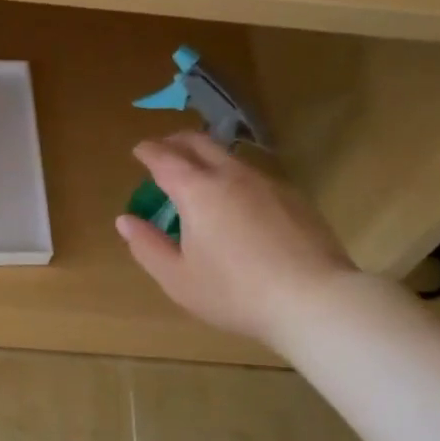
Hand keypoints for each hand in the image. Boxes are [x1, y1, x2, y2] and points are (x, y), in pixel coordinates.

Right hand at [114, 131, 357, 347]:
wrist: (313, 300)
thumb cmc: (235, 292)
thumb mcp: (178, 279)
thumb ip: (147, 246)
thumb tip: (126, 221)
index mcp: (197, 191)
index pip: (165, 158)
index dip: (148, 151)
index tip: (139, 150)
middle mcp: (231, 175)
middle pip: (199, 142)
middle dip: (176, 141)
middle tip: (164, 149)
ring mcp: (267, 183)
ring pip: (230, 156)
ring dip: (207, 157)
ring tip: (198, 175)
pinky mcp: (293, 197)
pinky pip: (254, 175)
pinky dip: (234, 176)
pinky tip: (237, 202)